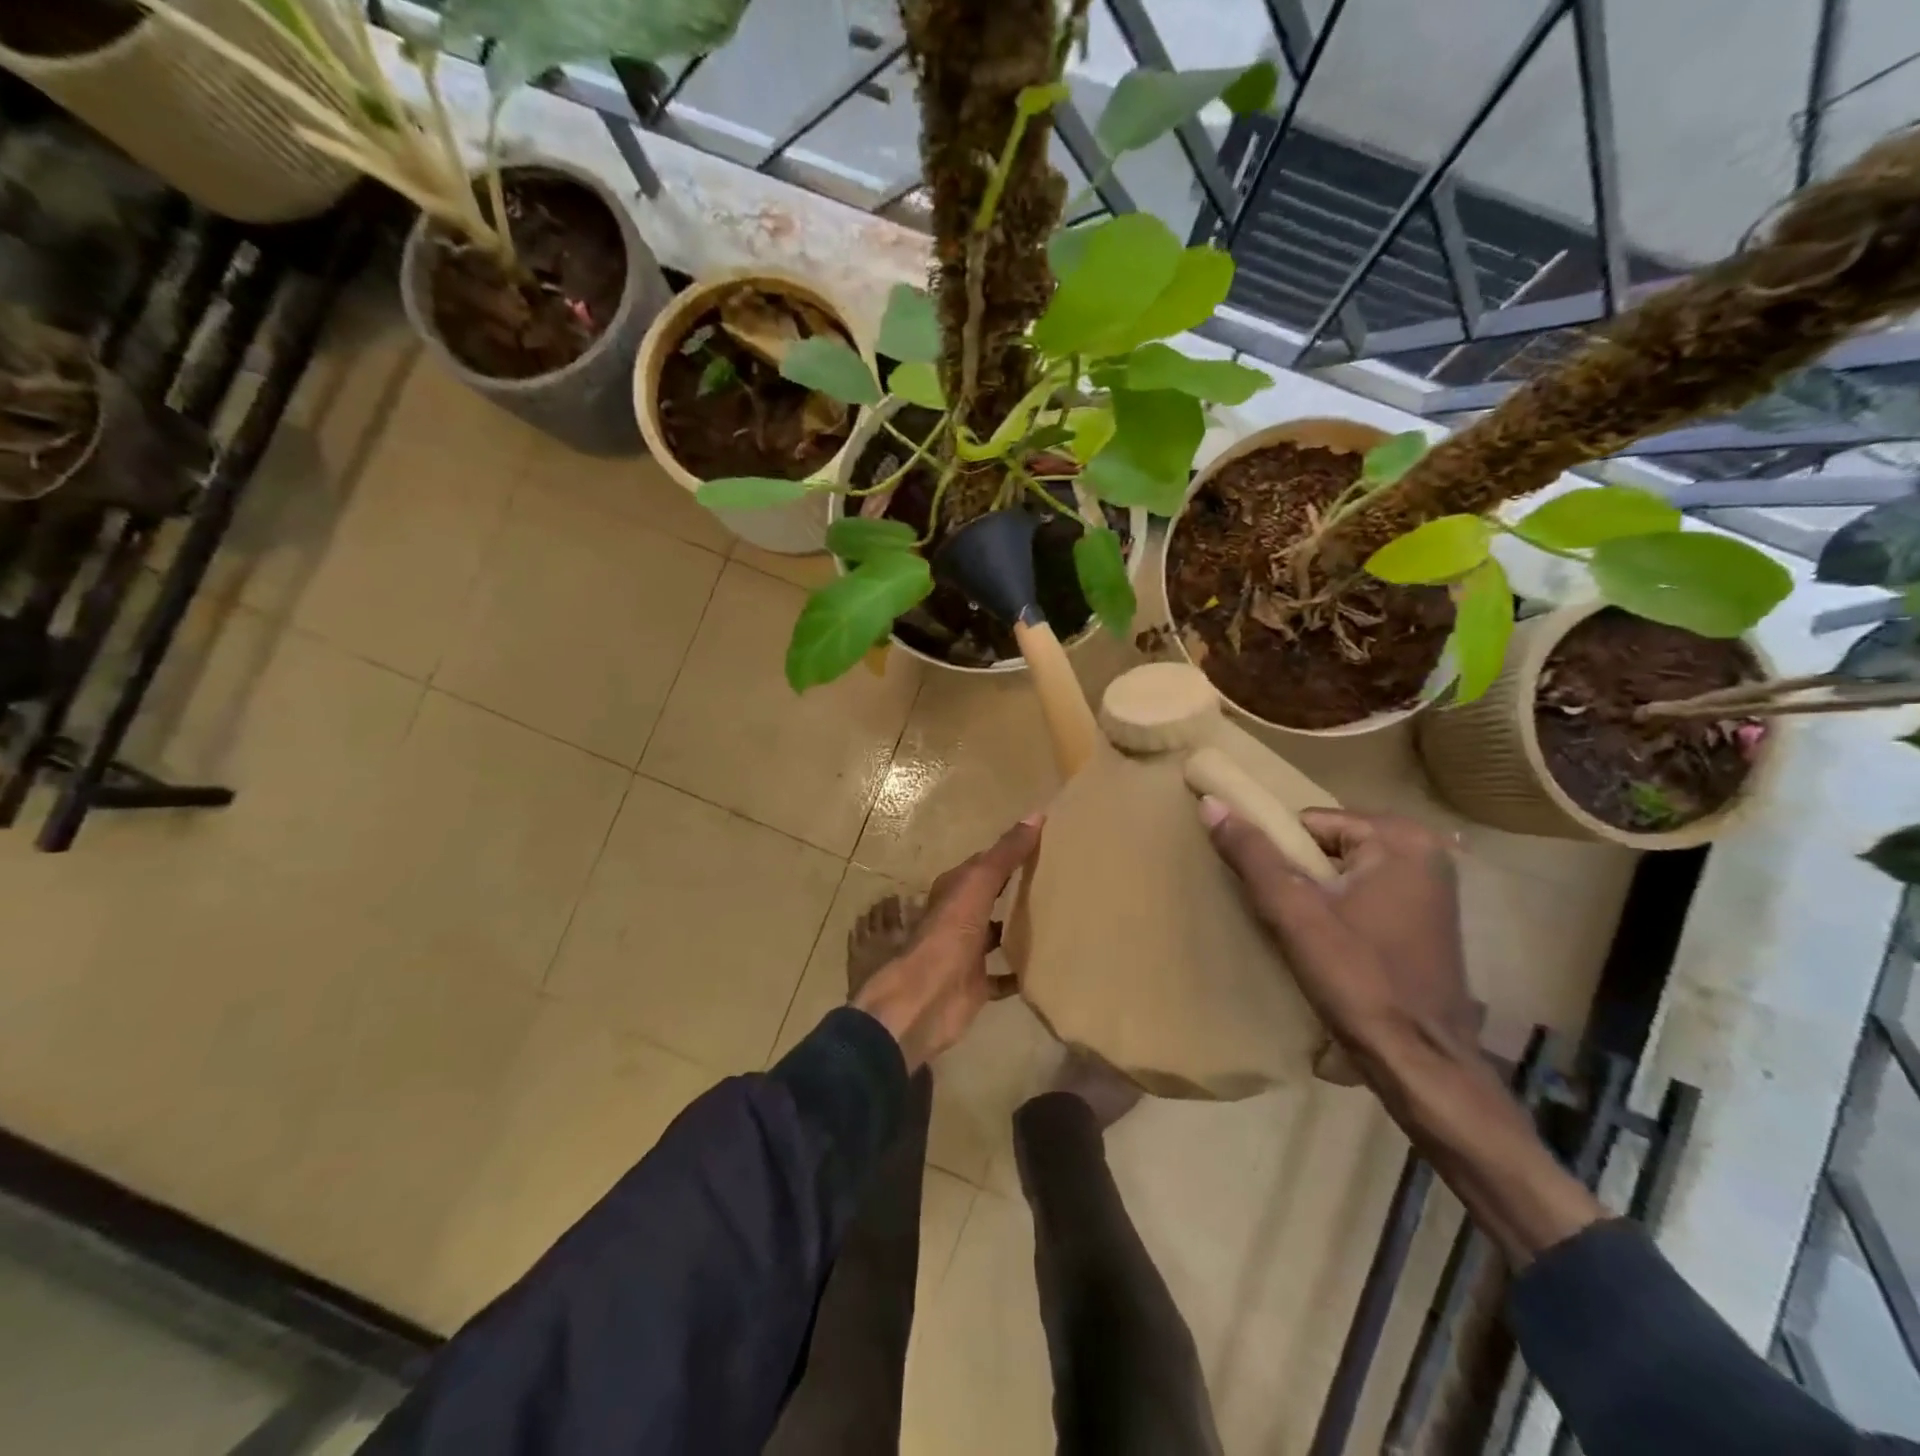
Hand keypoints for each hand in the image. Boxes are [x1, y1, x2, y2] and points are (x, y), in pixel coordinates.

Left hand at [852, 815, 1042, 1069]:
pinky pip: (1004, 976)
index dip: (1011, 852)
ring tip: (1060, 919)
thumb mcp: (977, 885)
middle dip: (1018, 889)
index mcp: (955, 890)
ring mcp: (967, 953)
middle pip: (992, 898)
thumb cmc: (948, 936)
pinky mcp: (977, 985)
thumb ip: (1005, 854)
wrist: (923, 1000)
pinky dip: (1021, 972)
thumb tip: (1036, 814)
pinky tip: (1048, 967)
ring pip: (997, 934)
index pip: (986, 863)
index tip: (1046, 844)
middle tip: (1060, 880)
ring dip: (1020, 928)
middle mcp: (959, 918)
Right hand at [1201, 804, 1478, 1069]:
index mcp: (1400, 839)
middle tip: (1293, 919)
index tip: (1281, 900)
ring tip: (1310, 935)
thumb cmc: (1357, 980)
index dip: (1283, 859)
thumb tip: (1211, 803)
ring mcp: (1434, 886)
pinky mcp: (1430, 917)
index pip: (1309, 823)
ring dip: (1321, 894)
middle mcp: (1426, 851)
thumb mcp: (1293, 913)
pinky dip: (1344, 908)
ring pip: (1345, 870)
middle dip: (1303, 875)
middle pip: (1329, 844)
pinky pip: (1367, 891)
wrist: (1419, 1062)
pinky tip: (1336, 945)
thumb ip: (1253, 855)